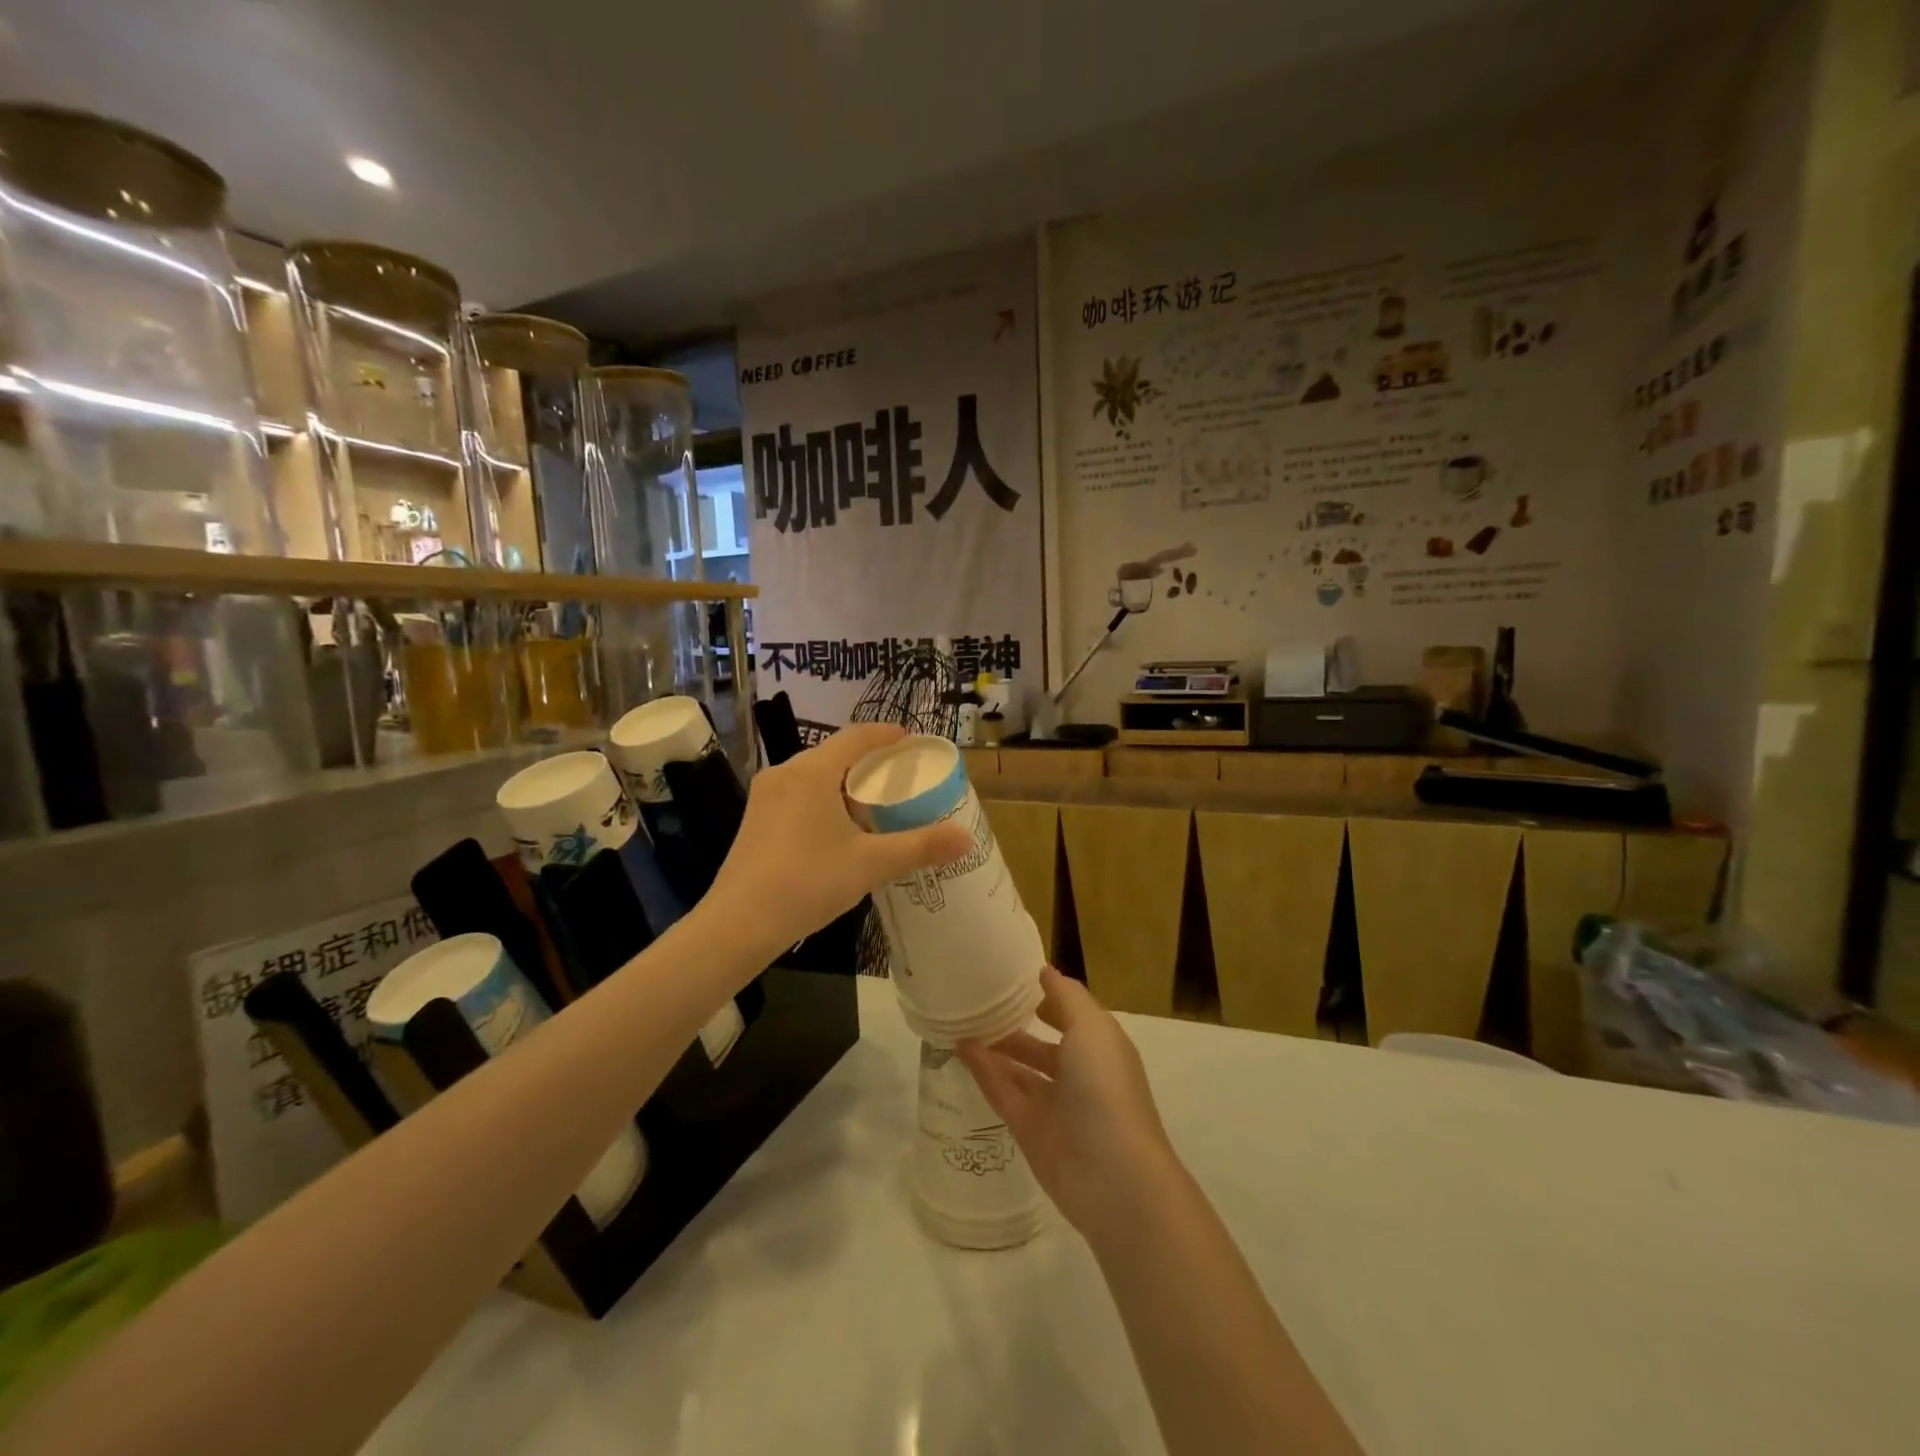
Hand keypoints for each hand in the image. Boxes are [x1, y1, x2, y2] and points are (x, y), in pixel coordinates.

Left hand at [708, 723, 970, 955]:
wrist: (739, 923)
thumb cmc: (808, 881)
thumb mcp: (871, 864)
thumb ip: (920, 847)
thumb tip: (966, 838)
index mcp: (813, 771)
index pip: (857, 736)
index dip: (886, 734)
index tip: (910, 740)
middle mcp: (785, 773)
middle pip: (834, 753)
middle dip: (867, 761)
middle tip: (897, 779)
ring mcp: (765, 795)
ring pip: (813, 775)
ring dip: (843, 782)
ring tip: (871, 805)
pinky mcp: (754, 819)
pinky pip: (797, 794)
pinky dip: (822, 799)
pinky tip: (835, 830)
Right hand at [960, 966, 1178, 1242]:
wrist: (1114, 1177)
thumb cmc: (1106, 1088)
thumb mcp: (1092, 1028)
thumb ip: (1066, 997)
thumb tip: (1044, 971)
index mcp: (1100, 1047)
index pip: (1070, 1013)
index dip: (1045, 995)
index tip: (1011, 975)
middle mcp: (1079, 1074)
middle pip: (1041, 1044)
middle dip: (1015, 1024)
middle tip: (978, 1000)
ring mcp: (1055, 1105)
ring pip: (1019, 1070)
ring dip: (994, 1047)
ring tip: (961, 1021)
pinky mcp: (1031, 1132)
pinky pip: (1004, 1094)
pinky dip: (984, 1072)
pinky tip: (960, 1049)